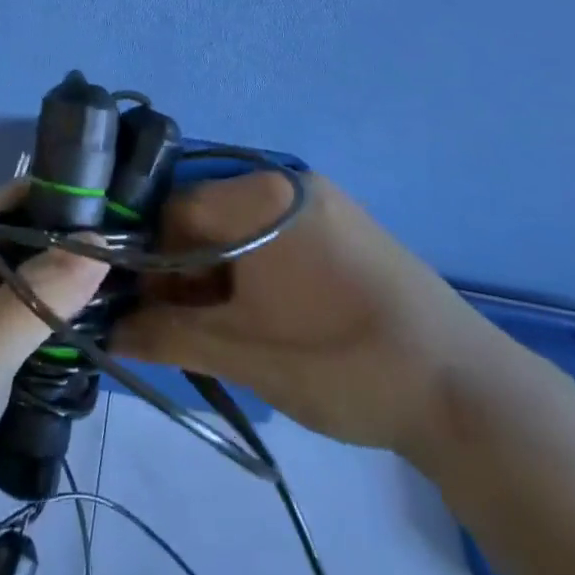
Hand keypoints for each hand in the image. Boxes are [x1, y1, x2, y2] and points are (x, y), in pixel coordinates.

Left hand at [0, 182, 109, 533]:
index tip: (127, 223)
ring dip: (59, 290)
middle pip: (23, 235)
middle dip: (73, 251)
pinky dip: (38, 320)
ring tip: (118, 308)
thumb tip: (97, 238)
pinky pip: (6, 311)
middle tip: (133, 276)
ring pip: (18, 276)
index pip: (21, 198)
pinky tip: (75, 342)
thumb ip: (38, 298)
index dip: (72, 202)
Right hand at [112, 170, 500, 461]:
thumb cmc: (337, 361)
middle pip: (206, 217)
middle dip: (185, 271)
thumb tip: (107, 331)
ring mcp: (323, 202)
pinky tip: (267, 318)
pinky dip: (256, 271)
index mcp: (259, 196)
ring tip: (228, 331)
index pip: (171, 211)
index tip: (150, 312)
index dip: (150, 262)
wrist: (467, 392)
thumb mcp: (238, 353)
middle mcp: (288, 182)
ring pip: (240, 229)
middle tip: (187, 328)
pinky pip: (277, 237)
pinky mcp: (347, 227)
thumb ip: (163, 335)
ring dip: (220, 275)